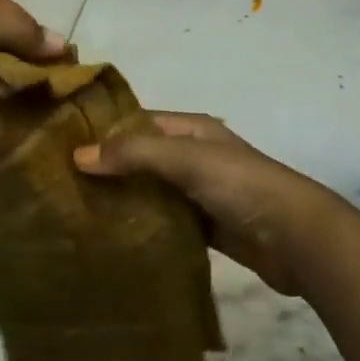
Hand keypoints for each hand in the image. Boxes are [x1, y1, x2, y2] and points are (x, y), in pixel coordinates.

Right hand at [74, 113, 352, 296]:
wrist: (298, 239)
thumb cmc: (242, 186)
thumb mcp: (187, 158)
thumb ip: (135, 153)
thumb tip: (79, 155)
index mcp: (192, 129)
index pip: (137, 121)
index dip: (103, 130)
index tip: (60, 146)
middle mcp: (194, 156)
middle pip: (142, 158)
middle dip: (108, 169)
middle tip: (60, 186)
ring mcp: (201, 193)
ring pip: (151, 192)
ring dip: (123, 200)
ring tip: (77, 214)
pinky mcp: (206, 229)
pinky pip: (166, 223)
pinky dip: (143, 227)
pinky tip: (113, 239)